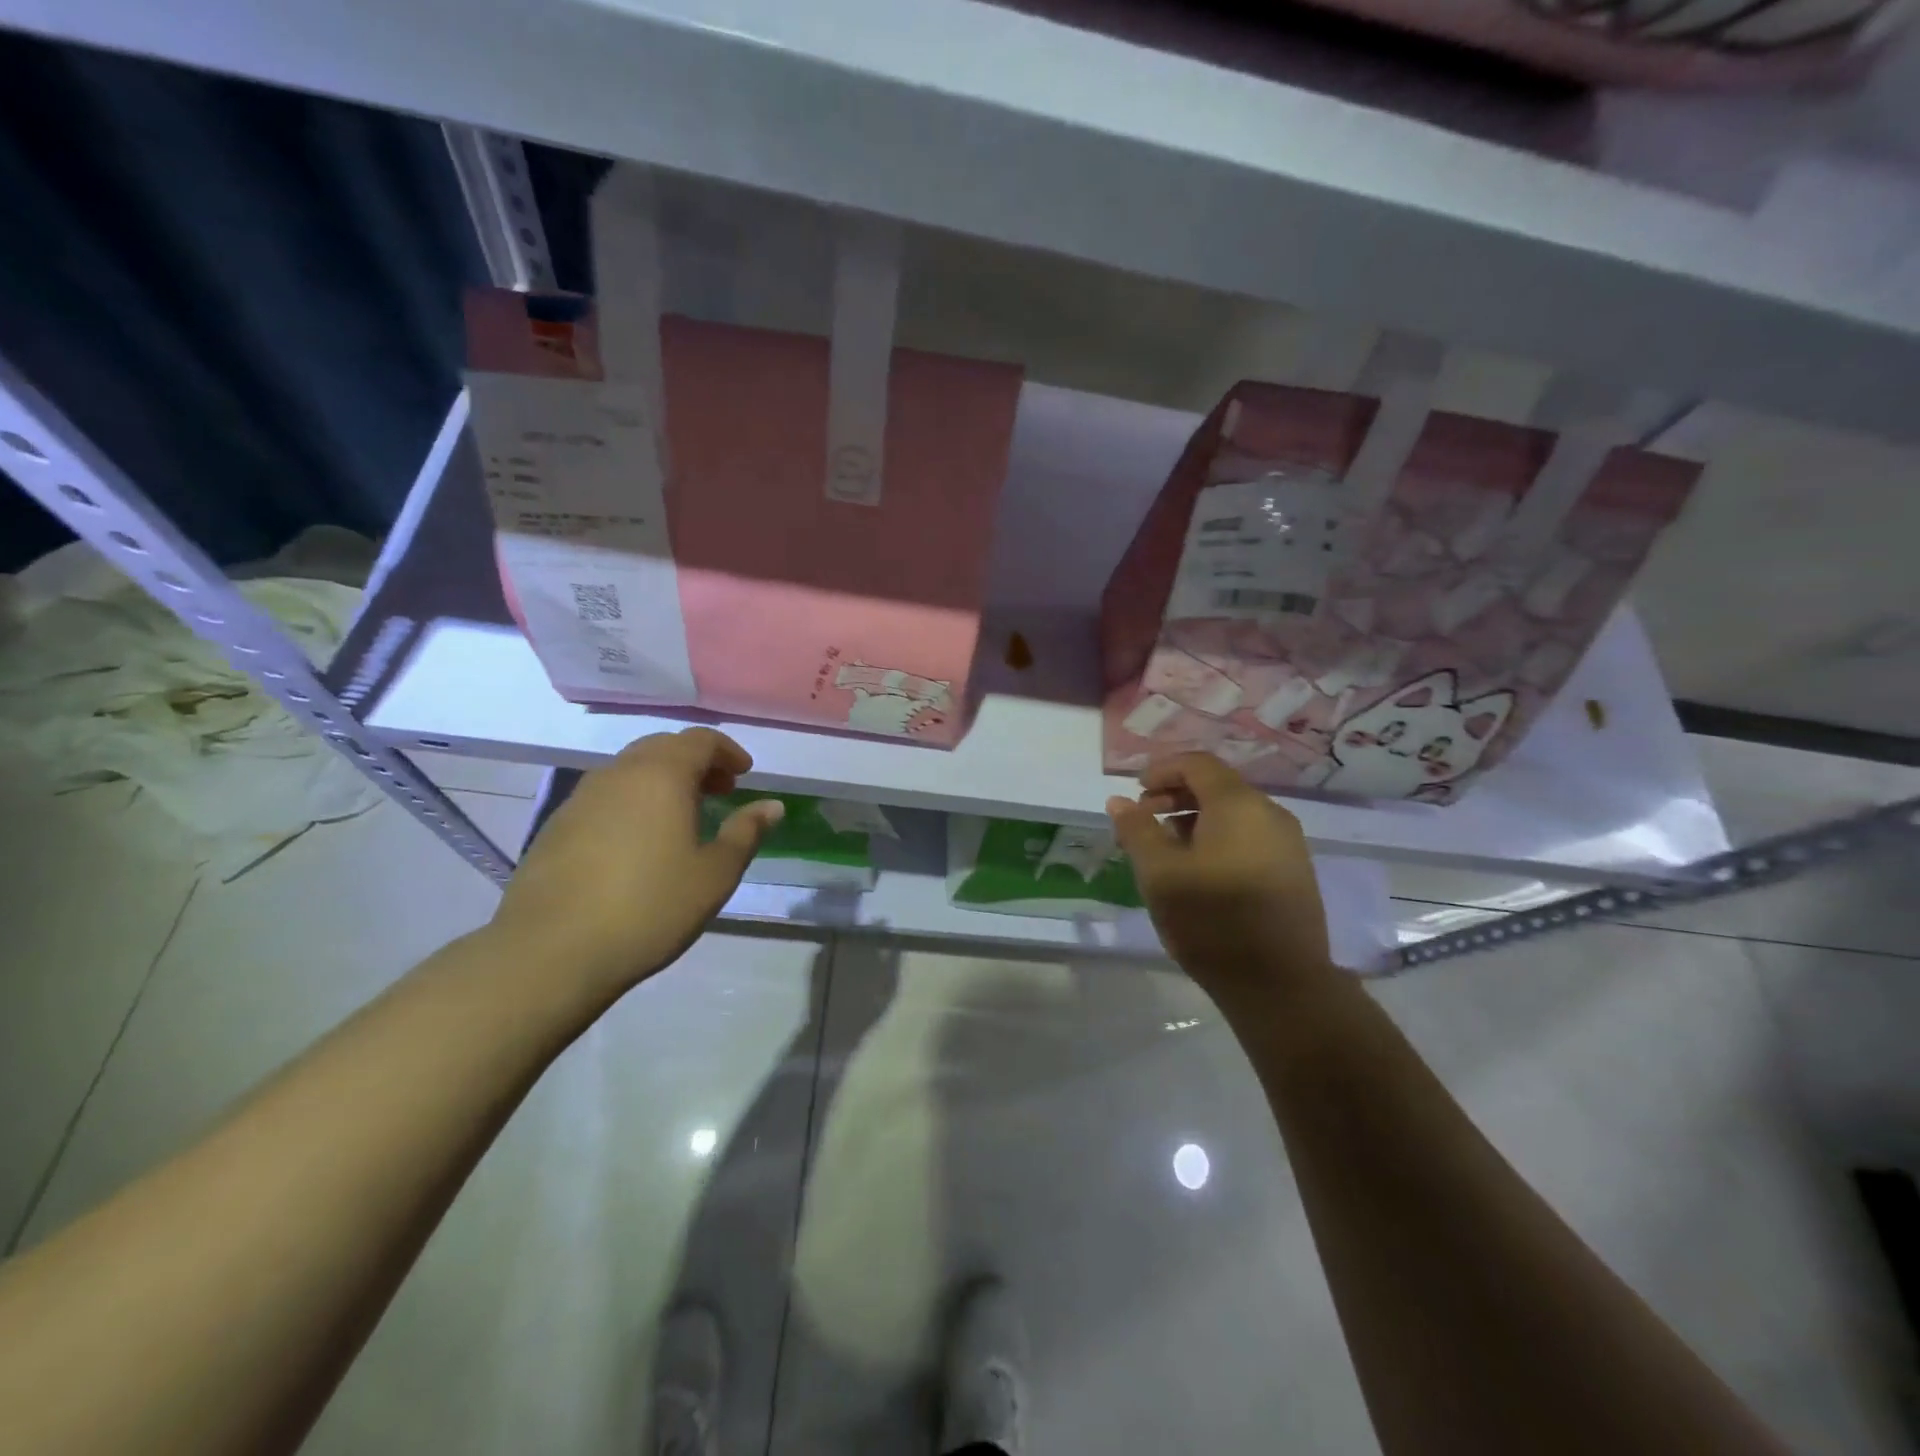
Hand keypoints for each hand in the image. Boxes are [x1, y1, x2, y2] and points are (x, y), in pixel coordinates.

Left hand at [490, 728, 783, 1000]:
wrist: (550, 951)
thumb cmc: (649, 907)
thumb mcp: (714, 874)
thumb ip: (746, 833)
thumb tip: (772, 805)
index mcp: (661, 775)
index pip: (700, 740)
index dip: (727, 752)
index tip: (744, 775)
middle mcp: (619, 773)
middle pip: (663, 747)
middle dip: (696, 762)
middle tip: (719, 793)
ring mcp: (581, 797)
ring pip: (631, 770)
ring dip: (663, 780)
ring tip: (682, 817)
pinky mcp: (557, 825)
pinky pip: (606, 796)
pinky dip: (633, 801)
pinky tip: (639, 842)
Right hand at [1107, 752, 1331, 1007]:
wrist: (1282, 986)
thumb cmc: (1212, 921)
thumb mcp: (1160, 874)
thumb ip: (1137, 831)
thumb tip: (1119, 801)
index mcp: (1238, 805)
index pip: (1197, 764)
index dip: (1162, 771)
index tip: (1135, 794)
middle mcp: (1269, 814)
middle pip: (1217, 786)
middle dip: (1175, 797)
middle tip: (1144, 822)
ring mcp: (1287, 844)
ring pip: (1233, 814)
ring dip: (1195, 820)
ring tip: (1166, 852)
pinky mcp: (1294, 872)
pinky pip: (1249, 837)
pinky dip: (1218, 839)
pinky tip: (1199, 873)